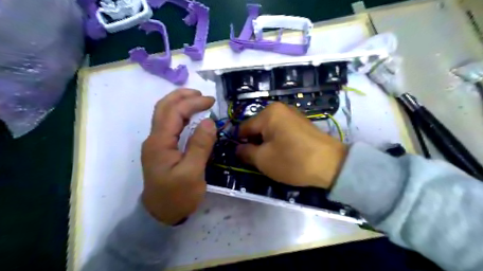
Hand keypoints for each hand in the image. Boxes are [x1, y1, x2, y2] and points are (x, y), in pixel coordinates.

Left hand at [140, 88, 214, 224]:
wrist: (160, 215)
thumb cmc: (177, 196)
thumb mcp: (192, 173)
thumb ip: (200, 146)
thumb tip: (209, 121)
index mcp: (160, 142)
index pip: (174, 112)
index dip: (193, 103)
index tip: (211, 101)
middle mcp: (154, 139)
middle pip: (164, 108)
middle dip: (182, 96)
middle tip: (202, 95)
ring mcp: (157, 144)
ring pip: (164, 115)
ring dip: (180, 103)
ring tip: (198, 100)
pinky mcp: (162, 149)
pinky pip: (169, 125)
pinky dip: (180, 116)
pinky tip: (191, 117)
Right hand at [238, 102, 347, 188]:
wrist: (332, 164)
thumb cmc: (293, 160)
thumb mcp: (263, 159)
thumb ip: (245, 152)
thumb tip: (238, 148)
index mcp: (268, 113)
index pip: (244, 128)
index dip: (241, 144)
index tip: (244, 158)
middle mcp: (280, 109)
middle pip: (257, 128)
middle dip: (256, 144)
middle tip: (261, 160)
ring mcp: (293, 114)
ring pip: (270, 130)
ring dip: (267, 144)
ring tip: (274, 158)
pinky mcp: (302, 123)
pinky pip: (282, 131)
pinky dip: (279, 142)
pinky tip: (286, 153)